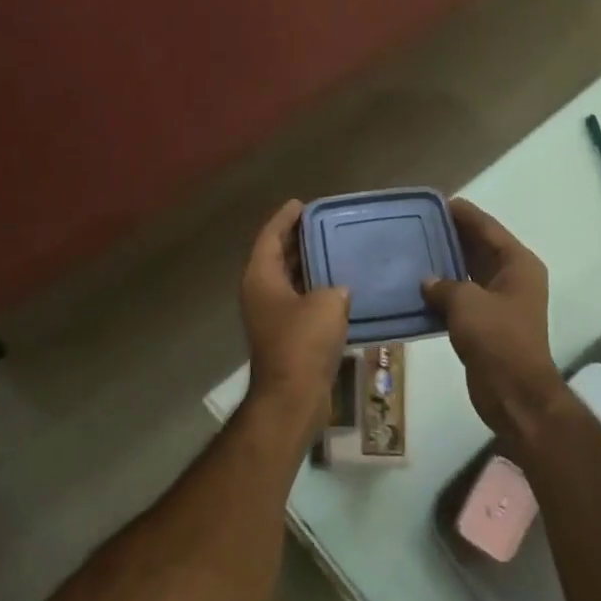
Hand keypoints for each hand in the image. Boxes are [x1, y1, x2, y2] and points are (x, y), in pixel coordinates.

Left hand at [240, 200, 350, 412]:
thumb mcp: (328, 303)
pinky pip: (299, 301)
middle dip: (298, 239)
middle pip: (277, 256)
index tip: (303, 203)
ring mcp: (271, 316)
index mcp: (261, 277)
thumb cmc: (304, 342)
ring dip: (308, 265)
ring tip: (335, 248)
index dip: (285, 218)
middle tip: (324, 224)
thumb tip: (338, 291)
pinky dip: (315, 290)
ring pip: (289, 280)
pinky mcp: (285, 335)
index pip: (270, 236)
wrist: (293, 396)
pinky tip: (340, 287)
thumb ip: (334, 287)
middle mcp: (260, 293)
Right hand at [421, 200, 567, 442]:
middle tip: (417, 225)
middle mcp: (513, 277)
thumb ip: (444, 284)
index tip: (436, 202)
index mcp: (518, 264)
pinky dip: (445, 291)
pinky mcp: (488, 324)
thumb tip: (428, 282)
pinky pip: (464, 297)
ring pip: (470, 273)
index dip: (463, 214)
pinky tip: (419, 287)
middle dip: (451, 237)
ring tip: (413, 251)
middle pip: (480, 247)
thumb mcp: (466, 302)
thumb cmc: (496, 338)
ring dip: (446, 264)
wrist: (514, 393)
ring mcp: (502, 302)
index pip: (488, 228)